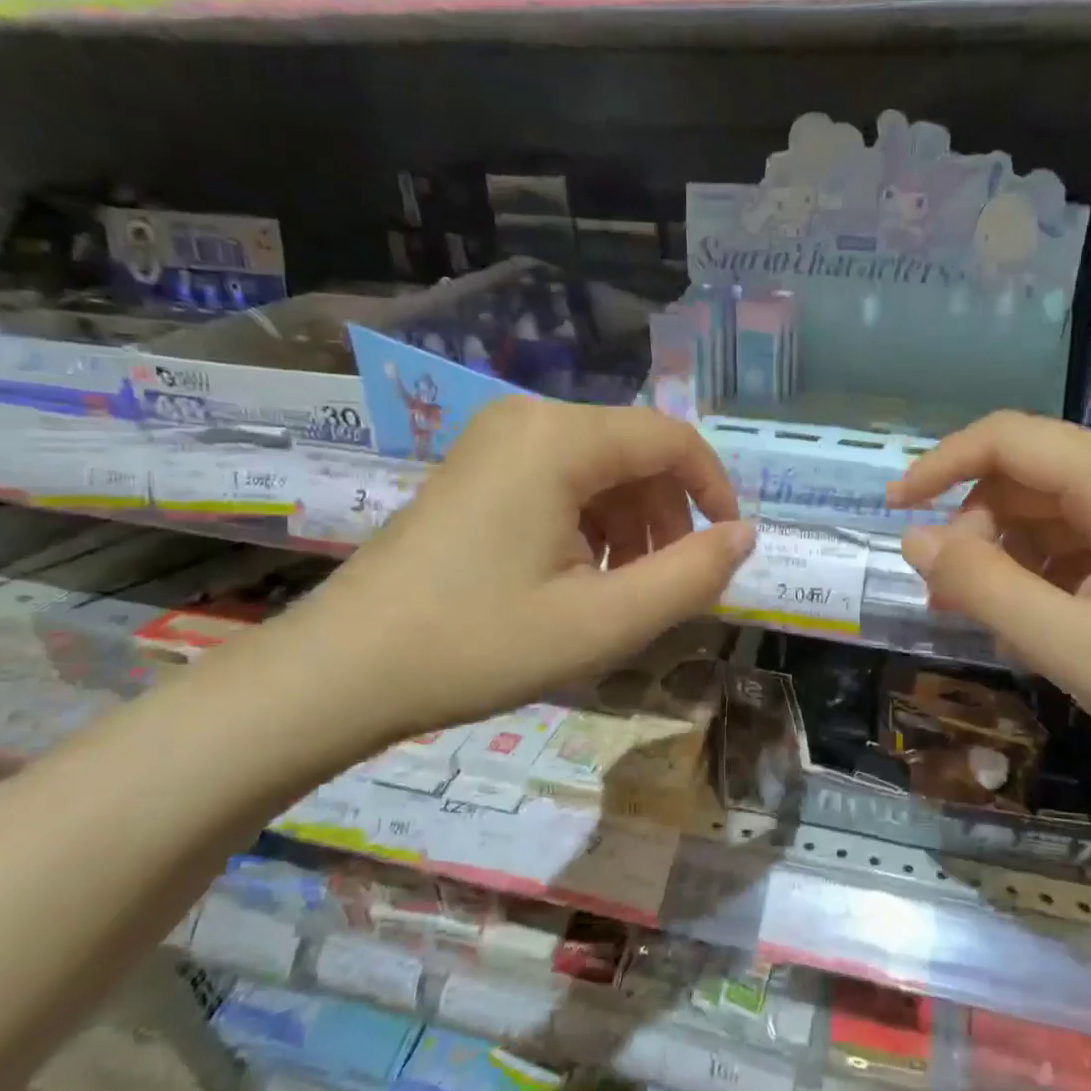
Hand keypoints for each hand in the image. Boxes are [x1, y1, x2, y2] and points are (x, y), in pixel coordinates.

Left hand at [303, 398, 751, 744]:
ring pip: (601, 470)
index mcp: (559, 439)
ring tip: (622, 592)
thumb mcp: (605, 622)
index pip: (671, 439)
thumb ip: (691, 576)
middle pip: (635, 453)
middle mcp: (527, 418)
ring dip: (631, 526)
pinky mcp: (477, 470)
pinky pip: (561, 481)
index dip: (715, 490)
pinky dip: (591, 525)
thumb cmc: (479, 644)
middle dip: (667, 517)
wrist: (344, 671)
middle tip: (666, 586)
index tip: (728, 548)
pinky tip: (578, 579)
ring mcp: (495, 441)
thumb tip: (745, 536)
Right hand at [887, 412, 1090, 796]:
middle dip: (975, 530)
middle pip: (1024, 475)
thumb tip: (914, 540)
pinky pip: (1077, 535)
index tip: (894, 510)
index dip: (939, 467)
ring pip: (1046, 508)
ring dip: (1004, 556)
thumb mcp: (1071, 645)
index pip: (1006, 439)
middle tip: (949, 598)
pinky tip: (1033, 622)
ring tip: (987, 620)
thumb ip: (983, 585)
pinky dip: (1040, 570)